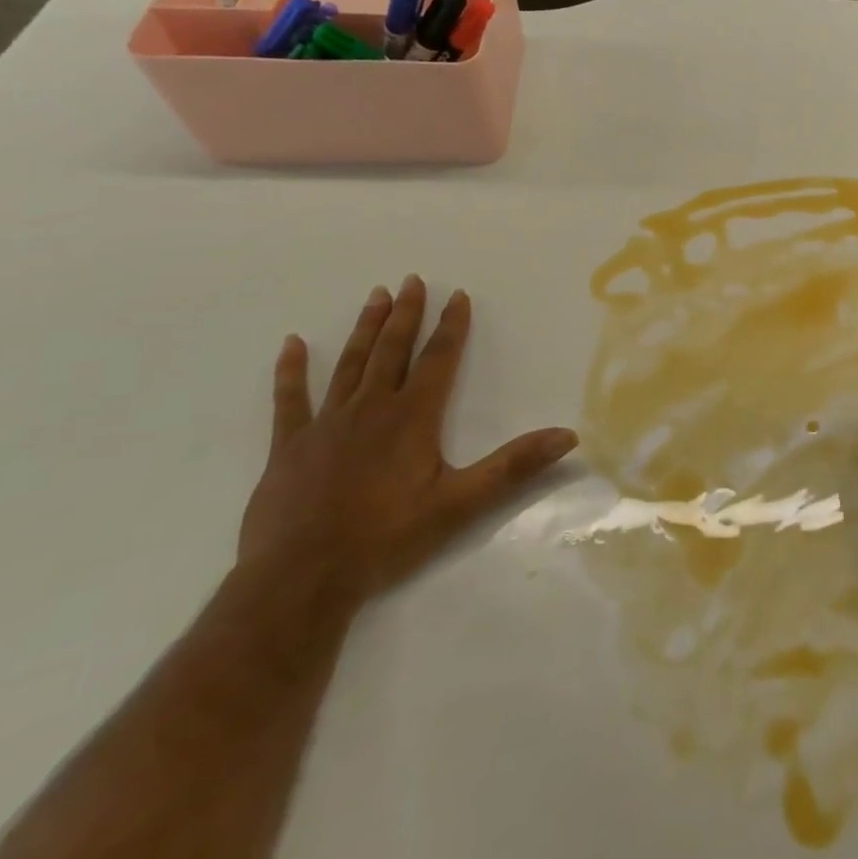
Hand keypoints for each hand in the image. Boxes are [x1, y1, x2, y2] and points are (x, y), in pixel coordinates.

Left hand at [239, 276, 577, 606]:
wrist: (300, 579)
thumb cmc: (386, 537)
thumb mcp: (461, 502)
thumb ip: (514, 466)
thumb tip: (568, 435)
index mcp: (413, 417)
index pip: (438, 359)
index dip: (451, 326)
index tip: (457, 294)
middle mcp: (371, 408)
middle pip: (393, 350)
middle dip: (406, 313)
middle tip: (411, 280)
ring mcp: (326, 424)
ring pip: (351, 364)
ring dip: (366, 329)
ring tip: (375, 296)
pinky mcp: (289, 446)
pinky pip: (290, 399)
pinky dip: (291, 370)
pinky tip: (292, 344)